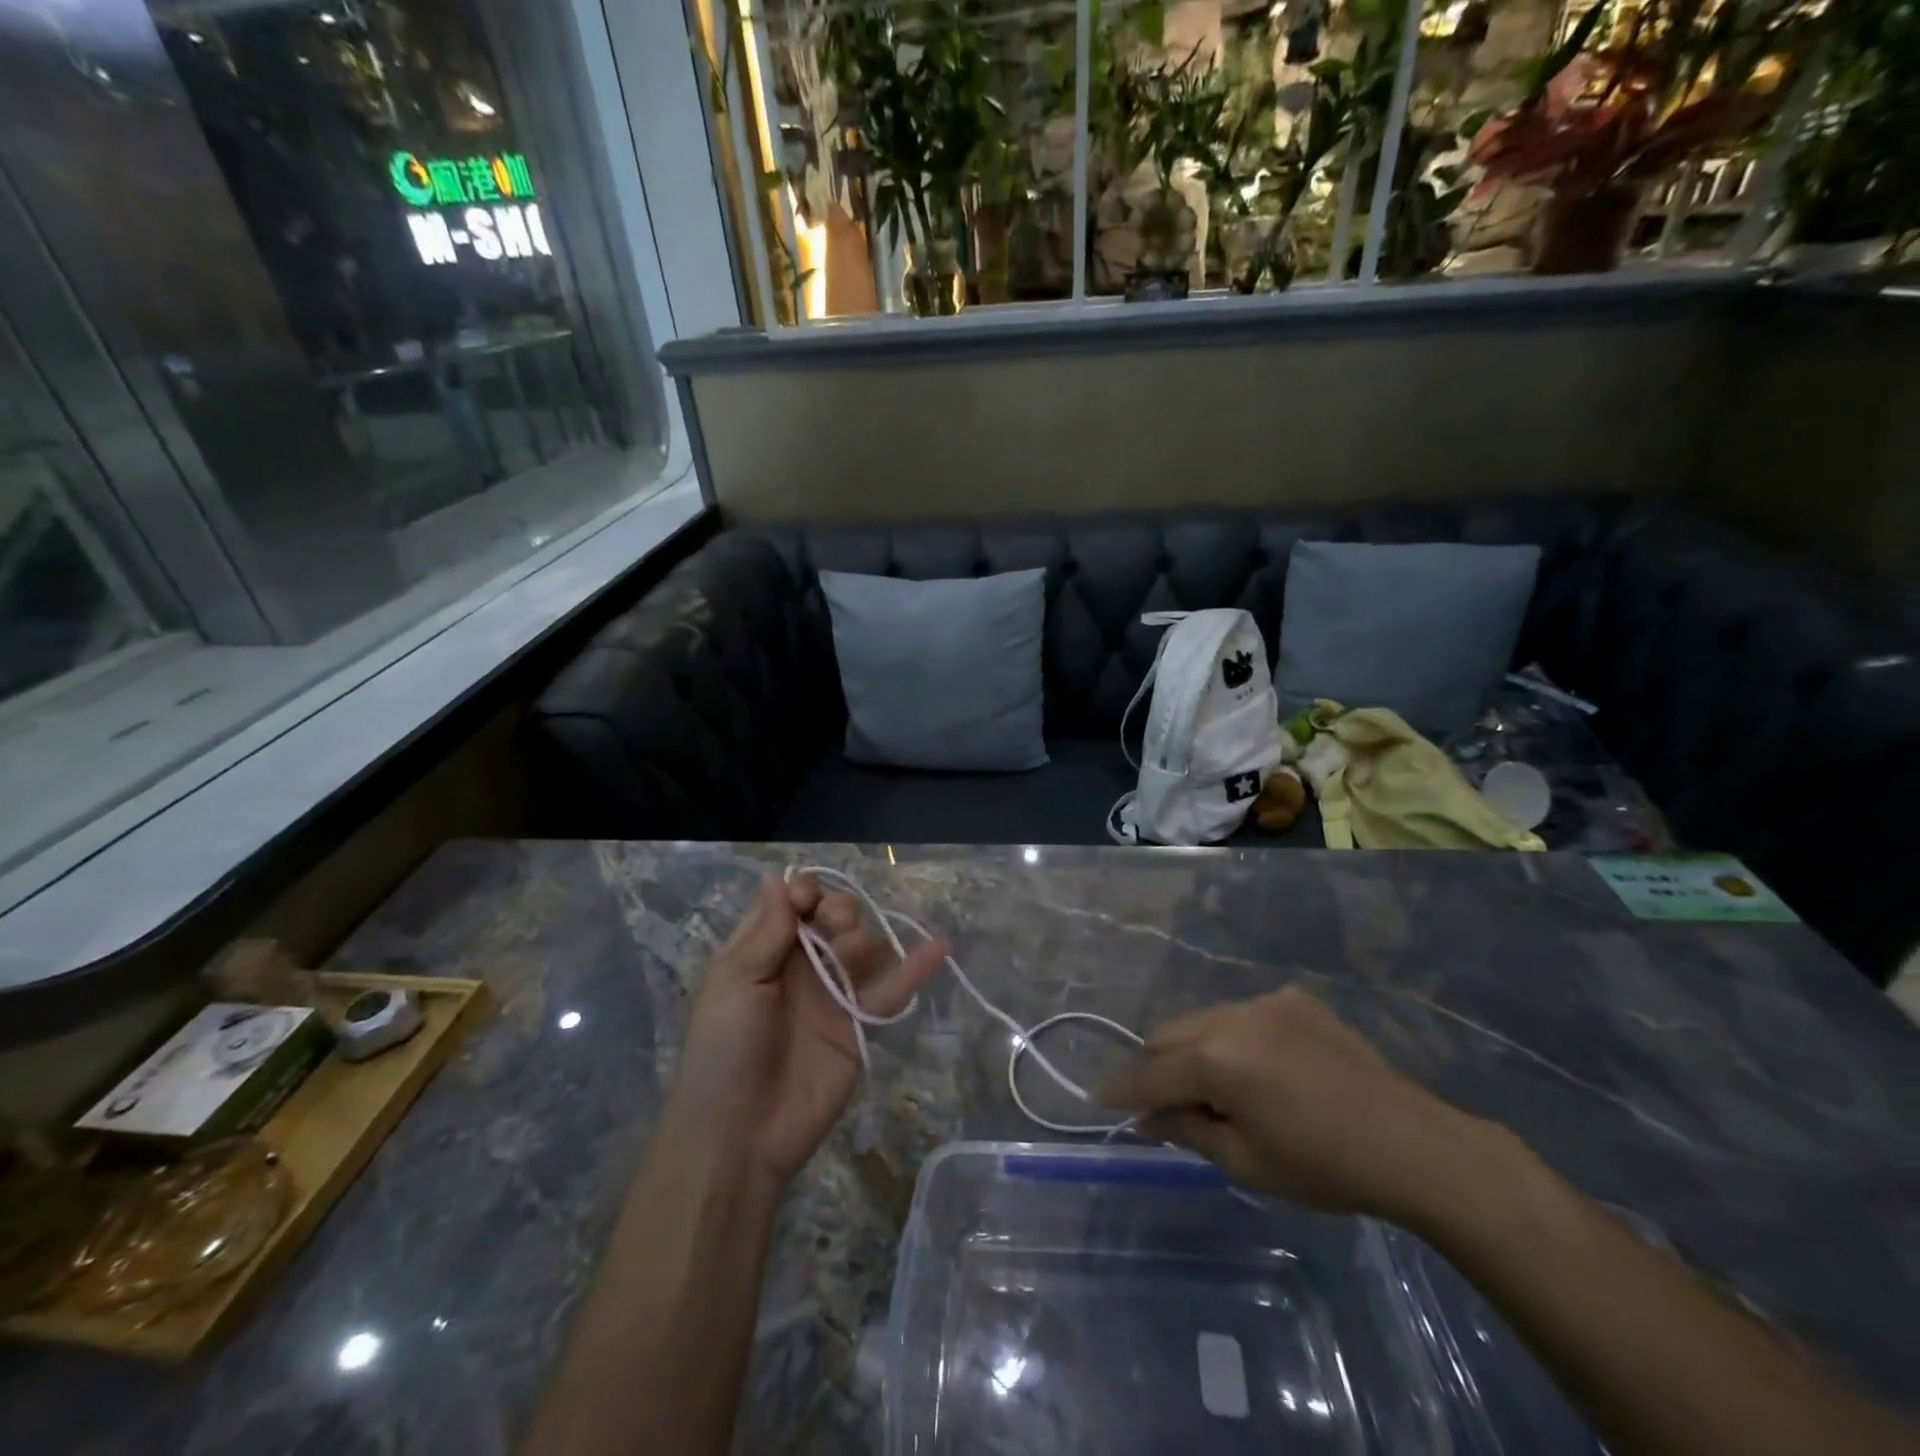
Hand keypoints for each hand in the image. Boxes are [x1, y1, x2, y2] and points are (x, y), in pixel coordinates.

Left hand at [666, 875, 945, 1190]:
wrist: (741, 1135)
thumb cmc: (723, 1051)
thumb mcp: (733, 984)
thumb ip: (765, 932)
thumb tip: (780, 878)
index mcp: (765, 952)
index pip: (794, 902)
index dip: (806, 892)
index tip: (807, 901)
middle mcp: (802, 966)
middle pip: (835, 916)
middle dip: (839, 910)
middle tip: (833, 930)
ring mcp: (834, 994)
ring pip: (865, 945)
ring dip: (865, 938)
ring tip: (850, 957)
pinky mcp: (861, 1024)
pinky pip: (893, 989)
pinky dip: (917, 968)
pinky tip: (939, 946)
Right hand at [1099, 986, 1483, 1221]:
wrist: (1412, 1144)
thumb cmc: (1323, 1166)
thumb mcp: (1247, 1162)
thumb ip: (1188, 1130)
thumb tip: (1147, 1117)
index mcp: (1216, 1060)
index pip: (1151, 1073)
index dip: (1123, 1089)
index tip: (1098, 1098)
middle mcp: (1232, 1016)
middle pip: (1170, 1034)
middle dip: (1160, 1067)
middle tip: (1171, 1105)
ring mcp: (1265, 1001)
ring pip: (1205, 1019)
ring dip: (1198, 1050)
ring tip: (1225, 1089)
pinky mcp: (1294, 999)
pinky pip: (1246, 1014)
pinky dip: (1239, 1038)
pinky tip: (1269, 1068)